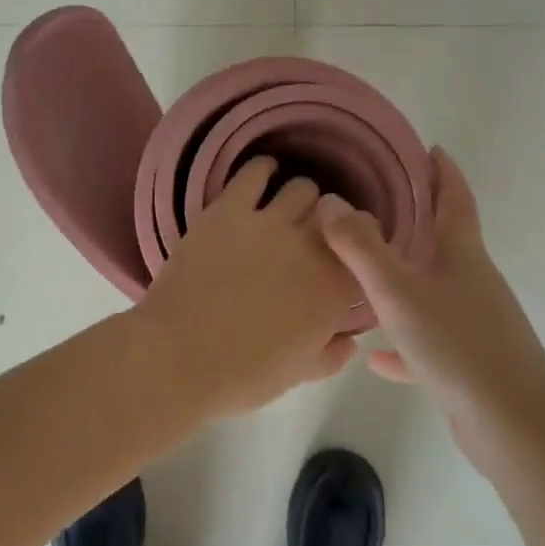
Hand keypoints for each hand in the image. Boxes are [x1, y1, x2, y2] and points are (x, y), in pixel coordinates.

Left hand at [135, 157, 360, 418]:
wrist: (178, 357)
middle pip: (336, 214)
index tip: (348, 255)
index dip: (358, 249)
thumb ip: (332, 353)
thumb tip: (349, 339)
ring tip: (286, 211)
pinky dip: (263, 169)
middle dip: (330, 224)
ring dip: (300, 200)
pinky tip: (262, 176)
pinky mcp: (229, 208)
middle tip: (314, 235)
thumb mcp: (299, 374)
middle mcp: (311, 246)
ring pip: (303, 188)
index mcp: (333, 288)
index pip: (366, 249)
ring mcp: (269, 222)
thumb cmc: (242, 375)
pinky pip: (255, 171)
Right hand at [316, 148, 544, 473]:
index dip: (442, 171)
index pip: (455, 198)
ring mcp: (474, 323)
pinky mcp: (469, 363)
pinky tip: (374, 357)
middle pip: (445, 239)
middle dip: (417, 217)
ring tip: (366, 270)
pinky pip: (427, 340)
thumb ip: (360, 247)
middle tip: (378, 201)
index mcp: (463, 254)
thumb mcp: (399, 291)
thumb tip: (330, 201)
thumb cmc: (458, 345)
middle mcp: (472, 281)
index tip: (427, 148)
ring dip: (405, 277)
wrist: (516, 428)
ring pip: (433, 288)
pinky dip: (402, 341)